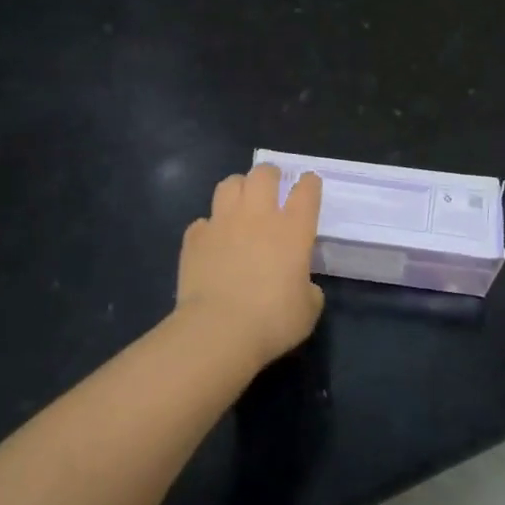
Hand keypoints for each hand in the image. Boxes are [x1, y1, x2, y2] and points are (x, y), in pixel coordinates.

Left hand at [176, 164, 324, 371]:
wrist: (218, 331)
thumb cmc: (272, 321)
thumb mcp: (307, 310)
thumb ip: (309, 289)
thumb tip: (303, 285)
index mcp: (293, 229)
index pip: (306, 191)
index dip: (309, 183)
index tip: (309, 183)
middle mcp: (258, 216)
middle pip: (263, 174)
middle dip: (270, 175)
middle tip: (272, 185)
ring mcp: (223, 223)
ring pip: (229, 184)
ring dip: (238, 188)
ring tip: (240, 201)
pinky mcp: (195, 238)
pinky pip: (202, 221)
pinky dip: (209, 227)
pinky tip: (212, 241)